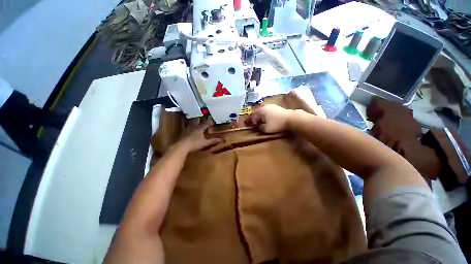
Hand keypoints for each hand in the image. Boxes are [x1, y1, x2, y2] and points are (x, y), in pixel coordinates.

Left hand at [176, 121, 223, 152]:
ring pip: (190, 124)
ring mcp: (187, 130)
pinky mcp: (182, 133)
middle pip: (196, 121)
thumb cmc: (195, 143)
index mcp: (199, 128)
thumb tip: (221, 139)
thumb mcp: (205, 143)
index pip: (205, 124)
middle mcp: (193, 127)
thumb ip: (213, 141)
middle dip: (199, 119)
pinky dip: (188, 128)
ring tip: (194, 122)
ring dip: (192, 122)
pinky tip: (187, 130)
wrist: (182, 146)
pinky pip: (186, 129)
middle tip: (200, 117)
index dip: (209, 123)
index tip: (211, 122)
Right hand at [246, 104, 291, 133]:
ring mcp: (270, 106)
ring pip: (262, 110)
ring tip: (260, 120)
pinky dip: (264, 114)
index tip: (249, 125)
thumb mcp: (266, 128)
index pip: (252, 115)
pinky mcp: (275, 107)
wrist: (291, 118)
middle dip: (254, 117)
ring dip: (259, 115)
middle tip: (253, 122)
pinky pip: (266, 110)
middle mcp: (264, 107)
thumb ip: (260, 127)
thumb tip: (258, 126)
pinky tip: (267, 118)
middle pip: (256, 112)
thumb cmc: (277, 124)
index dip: (250, 120)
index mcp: (261, 111)